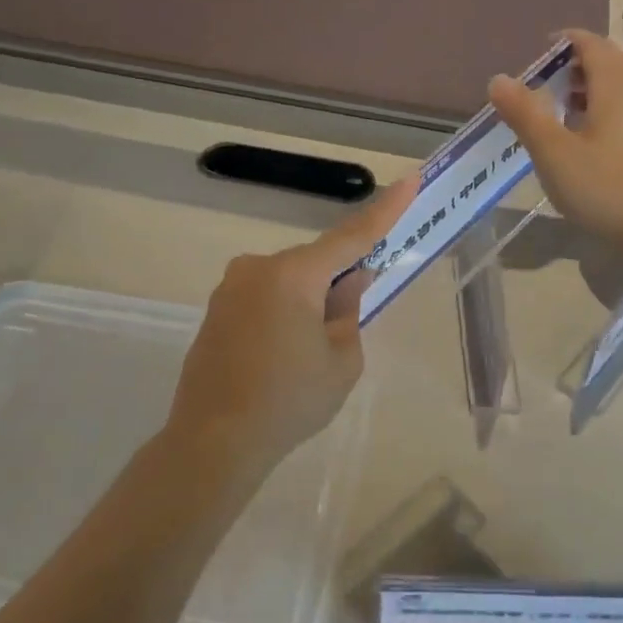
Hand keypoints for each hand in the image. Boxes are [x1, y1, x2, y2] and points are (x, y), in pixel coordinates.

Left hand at [166, 178, 416, 473]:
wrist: (213, 443)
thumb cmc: (288, 401)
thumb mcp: (342, 360)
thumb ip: (350, 312)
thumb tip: (347, 283)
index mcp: (294, 275)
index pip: (351, 236)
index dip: (385, 210)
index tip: (410, 179)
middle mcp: (258, 268)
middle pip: (316, 263)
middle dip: (339, 281)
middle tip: (350, 321)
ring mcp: (231, 288)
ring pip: (289, 281)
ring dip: (309, 300)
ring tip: (309, 353)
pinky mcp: (216, 310)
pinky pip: (264, 297)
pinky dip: (284, 312)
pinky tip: (282, 355)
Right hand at [489, 29, 622, 249]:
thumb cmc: (604, 186)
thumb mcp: (553, 151)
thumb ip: (525, 113)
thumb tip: (498, 79)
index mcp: (614, 85)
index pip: (590, 43)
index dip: (563, 42)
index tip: (536, 54)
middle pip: (608, 60)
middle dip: (576, 63)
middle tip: (545, 80)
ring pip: (619, 85)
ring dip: (589, 86)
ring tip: (558, 106)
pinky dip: (601, 107)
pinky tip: (581, 136)